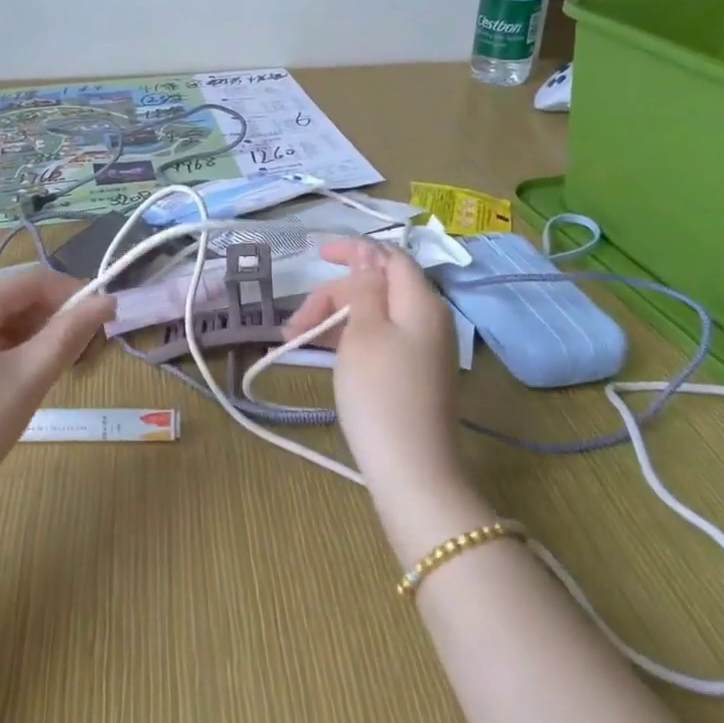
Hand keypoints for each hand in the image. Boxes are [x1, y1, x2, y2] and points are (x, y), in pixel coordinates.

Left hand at [0, 269, 114, 534]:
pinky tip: (24, 387)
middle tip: (86, 358)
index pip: (32, 281)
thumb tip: (107, 300)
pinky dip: (13, 358)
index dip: (74, 294)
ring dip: (36, 342)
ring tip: (59, 375)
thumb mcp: (26, 380)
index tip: (108, 320)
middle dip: (55, 322)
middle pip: (16, 301)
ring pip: (2, 327)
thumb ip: (69, 335)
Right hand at [284, 239, 482, 555]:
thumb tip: (368, 257)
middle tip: (295, 323)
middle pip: (377, 287)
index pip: (389, 256)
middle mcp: (428, 319)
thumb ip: (365, 288)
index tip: (318, 256)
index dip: (355, 250)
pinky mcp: (414, 374)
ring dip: (335, 318)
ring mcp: (423, 349)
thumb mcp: (364, 331)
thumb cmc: (381, 393)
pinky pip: (379, 339)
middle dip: (334, 295)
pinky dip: (349, 338)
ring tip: (296, 340)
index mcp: (421, 302)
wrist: (412, 471)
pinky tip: (320, 352)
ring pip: (374, 314)